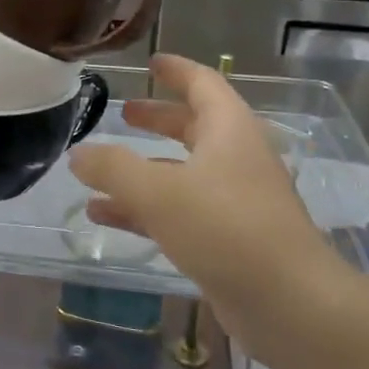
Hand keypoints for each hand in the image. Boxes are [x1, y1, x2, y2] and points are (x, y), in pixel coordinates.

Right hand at [68, 54, 368, 368]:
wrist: (290, 305)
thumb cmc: (226, 229)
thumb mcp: (158, 192)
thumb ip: (113, 168)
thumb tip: (78, 153)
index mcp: (229, 131)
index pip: (203, 84)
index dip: (176, 70)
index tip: (150, 63)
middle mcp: (235, 159)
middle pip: (192, 127)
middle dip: (157, 119)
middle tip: (124, 113)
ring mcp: (234, 201)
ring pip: (181, 173)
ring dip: (142, 169)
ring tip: (98, 170)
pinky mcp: (228, 240)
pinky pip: (178, 212)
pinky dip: (143, 209)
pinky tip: (104, 216)